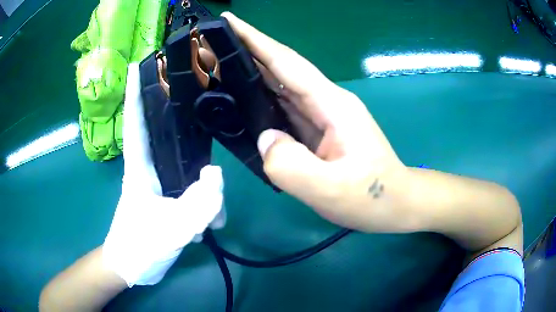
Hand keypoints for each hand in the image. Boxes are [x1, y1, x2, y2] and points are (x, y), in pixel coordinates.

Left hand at [102, 64, 225, 286]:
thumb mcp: (169, 230)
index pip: (135, 121)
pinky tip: (212, 219)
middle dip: (179, 113)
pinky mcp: (170, 199)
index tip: (141, 62)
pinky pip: (192, 189)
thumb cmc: (138, 247)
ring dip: (203, 180)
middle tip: (201, 94)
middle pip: (165, 133)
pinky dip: (205, 202)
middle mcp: (149, 168)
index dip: (135, 91)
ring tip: (215, 206)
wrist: (133, 269)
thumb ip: (196, 205)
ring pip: (185, 165)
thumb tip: (216, 174)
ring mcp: (161, 184)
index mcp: (139, 167)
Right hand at [222, 13, 409, 231]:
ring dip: (250, 75)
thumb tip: (265, 140)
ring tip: (218, 68)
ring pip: (280, 88)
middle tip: (211, 46)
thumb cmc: (372, 196)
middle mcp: (326, 102)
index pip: (286, 62)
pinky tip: (243, 103)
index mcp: (331, 104)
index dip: (255, 40)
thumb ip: (290, 165)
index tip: (229, 22)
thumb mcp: (330, 189)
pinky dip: (261, 102)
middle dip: (246, 52)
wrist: (396, 203)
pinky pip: (284, 111)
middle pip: (280, 69)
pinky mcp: (318, 132)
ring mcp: (322, 117)